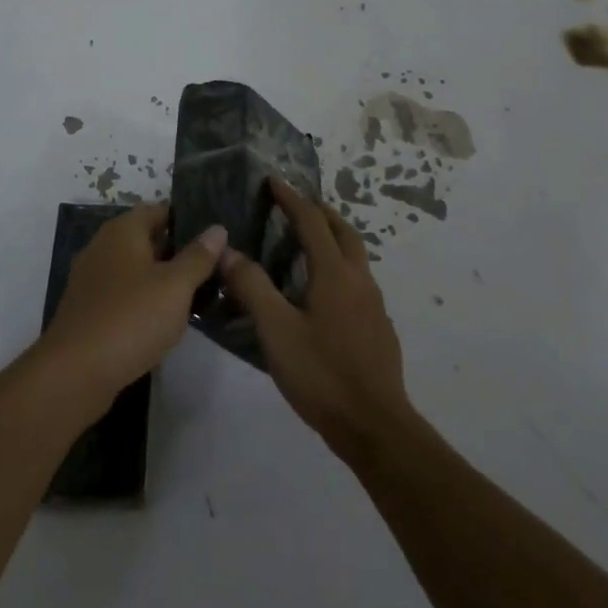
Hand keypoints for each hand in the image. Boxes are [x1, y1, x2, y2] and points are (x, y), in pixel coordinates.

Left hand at [39, 203, 224, 415]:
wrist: (76, 371)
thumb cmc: (131, 317)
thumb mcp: (175, 286)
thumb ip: (198, 256)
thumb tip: (217, 228)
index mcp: (123, 230)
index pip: (159, 211)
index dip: (187, 220)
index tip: (216, 238)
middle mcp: (103, 246)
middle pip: (147, 239)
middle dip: (178, 252)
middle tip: (215, 268)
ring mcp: (93, 278)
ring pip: (136, 268)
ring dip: (162, 279)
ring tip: (198, 294)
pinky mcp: (89, 308)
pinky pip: (124, 293)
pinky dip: (144, 300)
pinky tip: (165, 319)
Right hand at [219, 176, 414, 463]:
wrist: (376, 427)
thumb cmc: (322, 374)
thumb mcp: (276, 330)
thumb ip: (252, 287)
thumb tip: (228, 252)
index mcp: (335, 274)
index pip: (312, 221)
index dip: (292, 198)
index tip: (274, 180)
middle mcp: (359, 281)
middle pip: (344, 232)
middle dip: (321, 213)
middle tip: (296, 206)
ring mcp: (374, 306)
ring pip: (355, 257)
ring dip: (333, 240)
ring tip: (306, 245)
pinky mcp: (379, 329)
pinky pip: (358, 282)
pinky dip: (339, 268)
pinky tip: (322, 294)